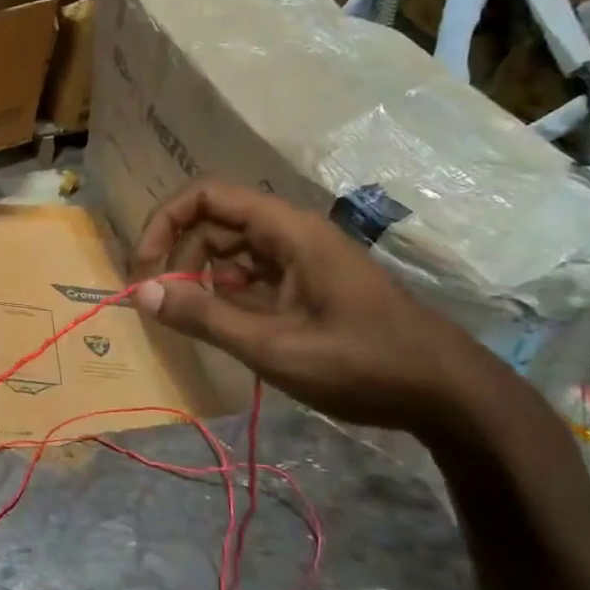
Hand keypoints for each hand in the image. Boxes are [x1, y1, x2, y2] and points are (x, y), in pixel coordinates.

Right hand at [131, 180, 501, 434]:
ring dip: (203, 279)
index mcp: (287, 231)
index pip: (206, 196)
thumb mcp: (274, 346)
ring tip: (197, 322)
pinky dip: (228, 295)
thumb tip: (141, 292)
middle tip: (164, 305)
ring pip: (230, 251)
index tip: (144, 268)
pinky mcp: (308, 284)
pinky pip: (252, 276)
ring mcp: (302, 259)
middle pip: (214, 224)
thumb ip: (204, 317)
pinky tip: (229, 328)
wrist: (448, 394)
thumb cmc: (362, 364)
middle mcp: (291, 234)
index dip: (165, 222)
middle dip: (180, 257)